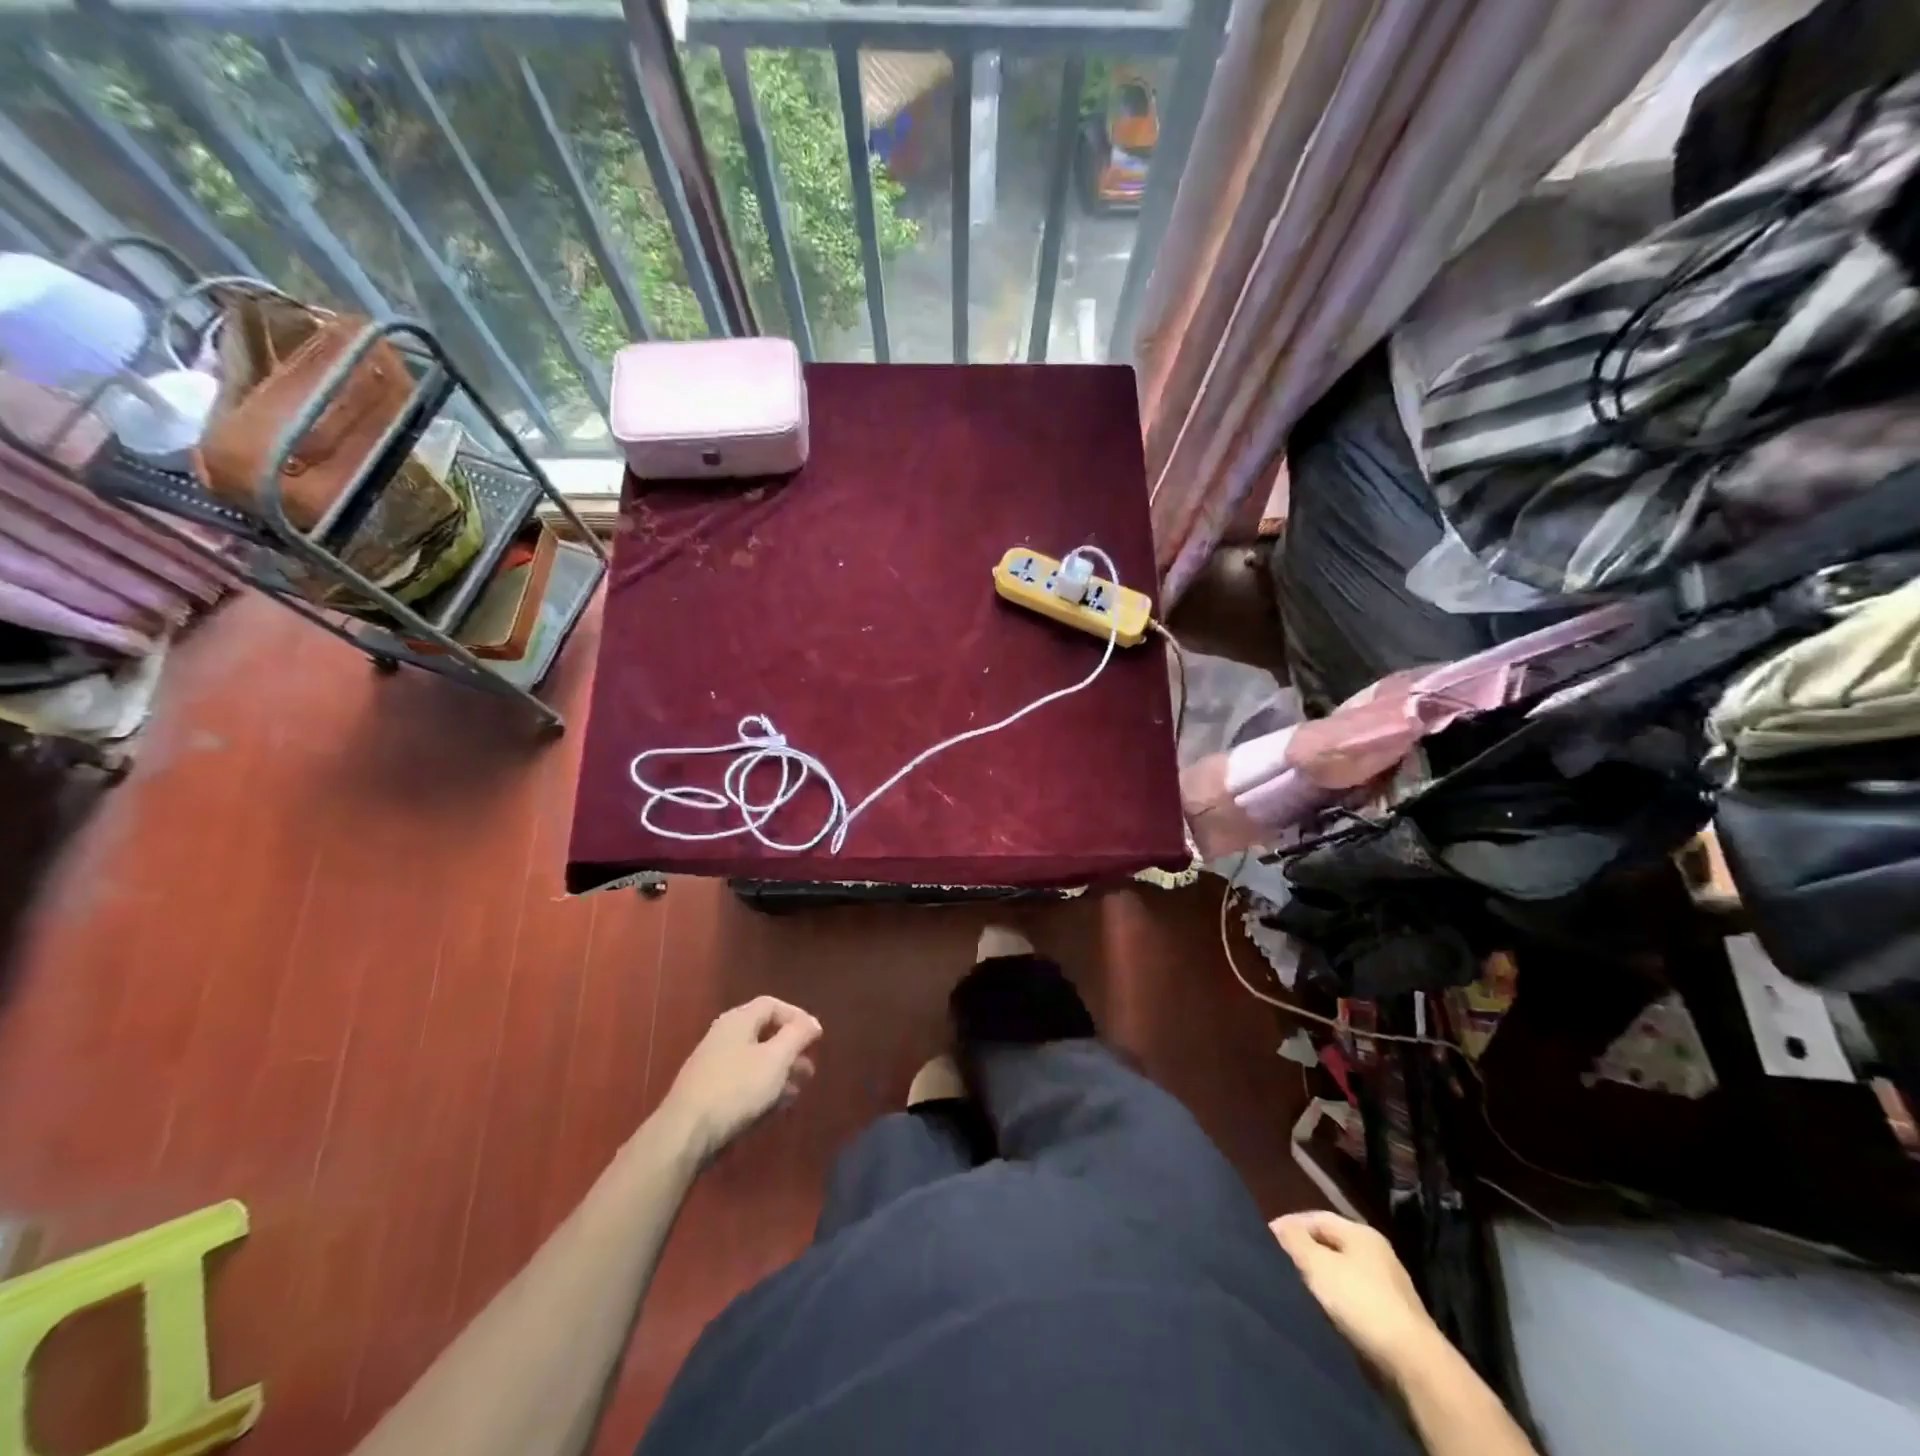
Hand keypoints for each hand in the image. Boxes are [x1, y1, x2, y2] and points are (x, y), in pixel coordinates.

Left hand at [657, 997, 821, 1164]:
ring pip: (754, 1061)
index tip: (816, 1037)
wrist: (685, 1134)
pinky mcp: (708, 1093)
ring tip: (797, 1091)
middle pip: (764, 1034)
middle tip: (809, 1068)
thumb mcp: (776, 1059)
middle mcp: (723, 1037)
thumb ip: (797, 1035)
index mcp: (738, 1021)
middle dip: (790, 1050)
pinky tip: (774, 1108)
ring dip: (779, 1073)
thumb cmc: (736, 1088)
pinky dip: (762, 1089)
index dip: (797, 1017)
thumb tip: (812, 1022)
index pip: (772, 1005)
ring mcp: (713, 1065)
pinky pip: (742, 1082)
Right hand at [1271, 1210, 1441, 1382]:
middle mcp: (1377, 1252)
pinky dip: (1336, 1299)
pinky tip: (1324, 1311)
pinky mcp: (1392, 1316)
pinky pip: (1354, 1296)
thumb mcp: (1318, 1265)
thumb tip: (1278, 1226)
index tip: (1267, 1239)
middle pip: (1330, 1243)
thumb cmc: (1361, 1302)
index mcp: (1361, 1233)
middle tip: (1280, 1263)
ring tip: (1297, 1288)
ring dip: (1320, 1277)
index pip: (1316, 1217)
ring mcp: (1388, 1285)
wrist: (1414, 1363)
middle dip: (1305, 1251)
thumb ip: (1295, 1241)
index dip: (1289, 1225)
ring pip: (1342, 1271)